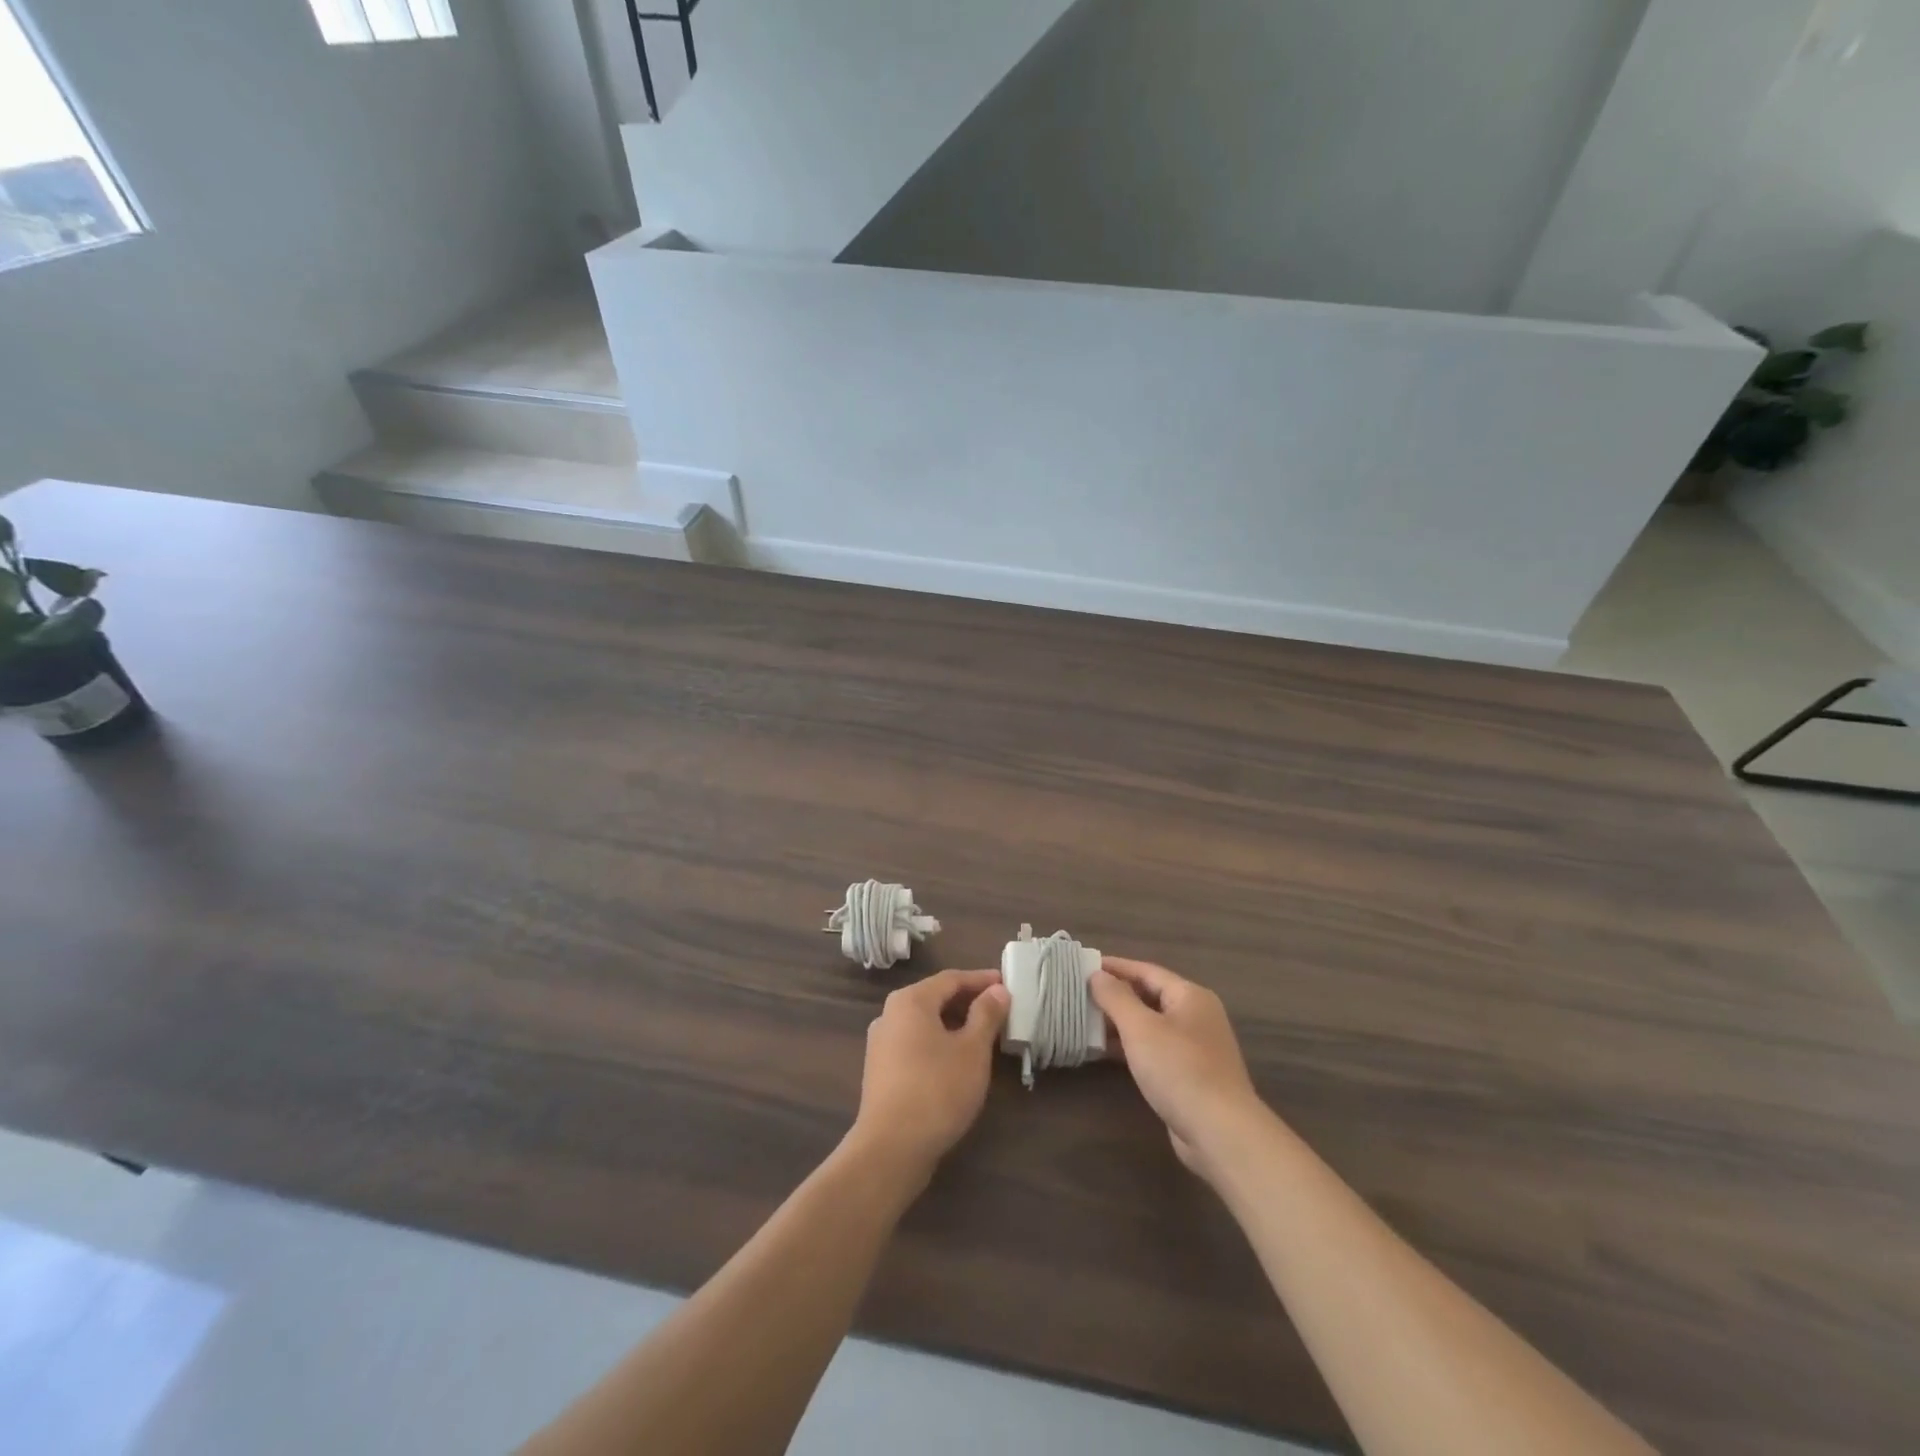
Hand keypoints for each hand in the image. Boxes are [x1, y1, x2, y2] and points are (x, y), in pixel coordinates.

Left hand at [848, 969, 1009, 1187]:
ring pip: (924, 1022)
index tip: (1005, 983)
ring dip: (953, 1023)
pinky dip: (938, 1042)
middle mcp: (890, 1014)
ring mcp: (881, 1043)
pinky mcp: (880, 1070)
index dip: (980, 980)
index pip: (951, 979)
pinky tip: (956, 1060)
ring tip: (982, 1035)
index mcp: (910, 1001)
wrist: (890, 1148)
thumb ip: (986, 1015)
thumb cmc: (937, 1090)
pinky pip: (915, 1043)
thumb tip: (997, 990)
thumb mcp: (972, 1050)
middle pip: (934, 998)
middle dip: (967, 1001)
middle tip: (998, 1009)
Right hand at [1090, 957, 1270, 1183]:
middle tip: (1080, 993)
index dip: (1115, 967)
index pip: (1146, 971)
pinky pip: (1154, 1049)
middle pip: (1150, 996)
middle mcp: (1196, 1016)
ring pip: (1151, 1025)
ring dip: (1120, 1023)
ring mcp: (1195, 1047)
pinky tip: (1105, 1052)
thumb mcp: (1140, 1028)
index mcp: (1190, 996)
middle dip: (1115, 995)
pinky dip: (1130, 1046)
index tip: (1084, 965)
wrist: (1220, 1132)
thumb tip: (1097, 974)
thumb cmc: (1179, 1069)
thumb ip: (1116, 997)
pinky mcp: (1190, 1075)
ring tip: (1085, 1020)